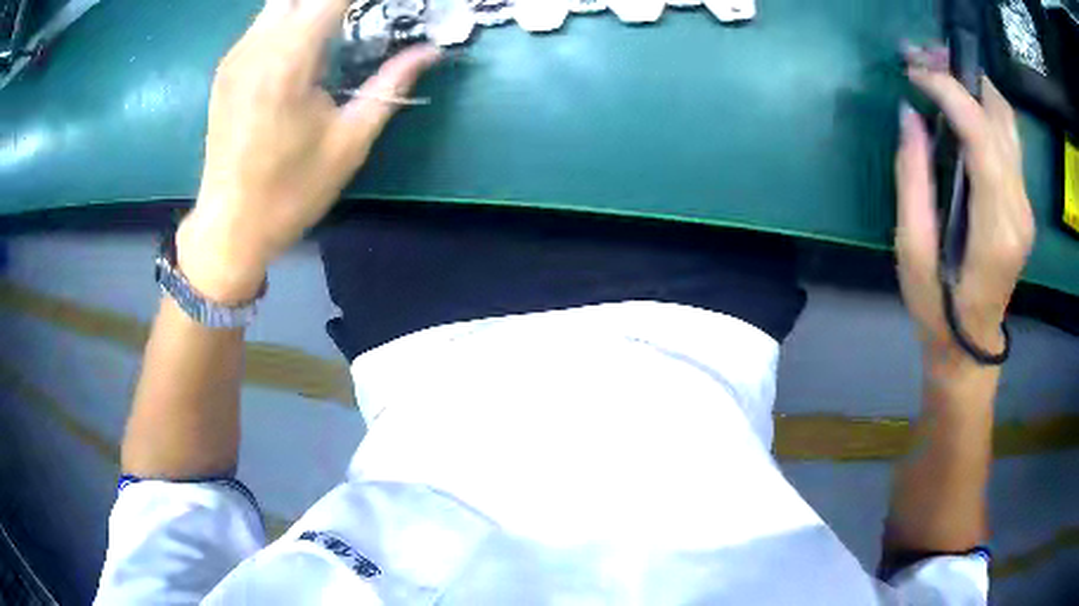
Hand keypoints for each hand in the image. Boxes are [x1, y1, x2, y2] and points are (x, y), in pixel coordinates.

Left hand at [177, 0, 440, 302]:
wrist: (230, 227)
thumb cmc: (291, 192)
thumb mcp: (350, 141)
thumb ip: (391, 85)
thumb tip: (431, 51)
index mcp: (289, 59)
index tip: (388, 6)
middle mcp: (257, 45)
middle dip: (334, 0)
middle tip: (361, 13)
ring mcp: (237, 55)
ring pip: (278, 3)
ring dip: (311, 6)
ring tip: (339, 23)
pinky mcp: (226, 69)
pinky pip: (263, 22)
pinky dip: (291, 17)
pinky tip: (308, 38)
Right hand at [895, 53, 1034, 353]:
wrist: (970, 346)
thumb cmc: (937, 308)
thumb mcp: (912, 248)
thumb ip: (913, 177)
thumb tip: (909, 114)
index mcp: (996, 226)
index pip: (981, 135)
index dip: (948, 91)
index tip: (913, 72)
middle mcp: (1019, 208)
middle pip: (1000, 117)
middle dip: (961, 75)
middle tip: (924, 57)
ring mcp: (1025, 204)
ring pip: (1007, 121)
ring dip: (974, 86)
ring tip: (939, 70)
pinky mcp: (1022, 202)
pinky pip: (1007, 139)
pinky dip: (983, 107)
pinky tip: (960, 102)